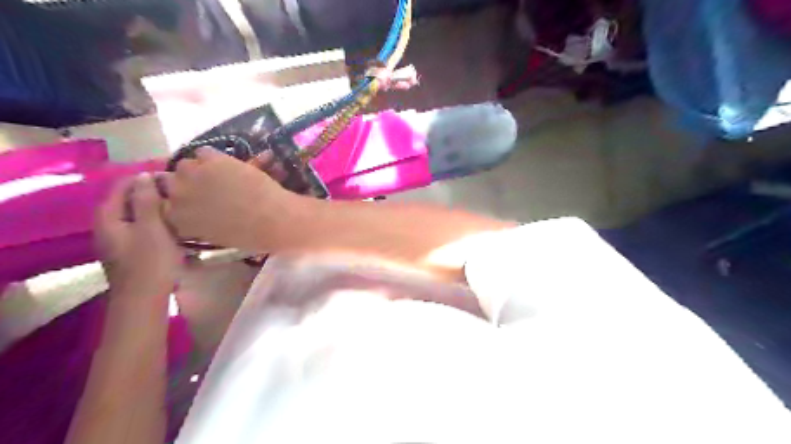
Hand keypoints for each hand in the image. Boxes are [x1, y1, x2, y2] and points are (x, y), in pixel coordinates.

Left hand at [95, 174, 181, 297]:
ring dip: (155, 209)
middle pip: (128, 201)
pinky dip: (156, 223)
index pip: (122, 186)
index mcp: (108, 218)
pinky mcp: (130, 252)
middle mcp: (108, 227)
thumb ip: (147, 200)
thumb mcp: (152, 228)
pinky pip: (142, 229)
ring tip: (178, 207)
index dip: (144, 178)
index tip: (170, 177)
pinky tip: (173, 227)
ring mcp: (118, 241)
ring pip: (136, 216)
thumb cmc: (150, 262)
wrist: (144, 299)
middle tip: (177, 192)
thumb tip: (144, 175)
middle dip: (151, 194)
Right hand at [162, 145, 309, 249]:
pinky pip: (204, 152)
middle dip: (184, 182)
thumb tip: (197, 212)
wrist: (271, 218)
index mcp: (177, 220)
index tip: (188, 198)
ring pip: (185, 165)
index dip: (176, 198)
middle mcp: (176, 196)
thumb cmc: (250, 234)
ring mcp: (191, 176)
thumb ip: (197, 223)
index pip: (161, 203)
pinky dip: (214, 158)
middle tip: (204, 185)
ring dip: (198, 169)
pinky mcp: (211, 160)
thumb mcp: (215, 235)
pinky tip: (228, 165)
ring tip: (218, 175)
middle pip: (169, 180)